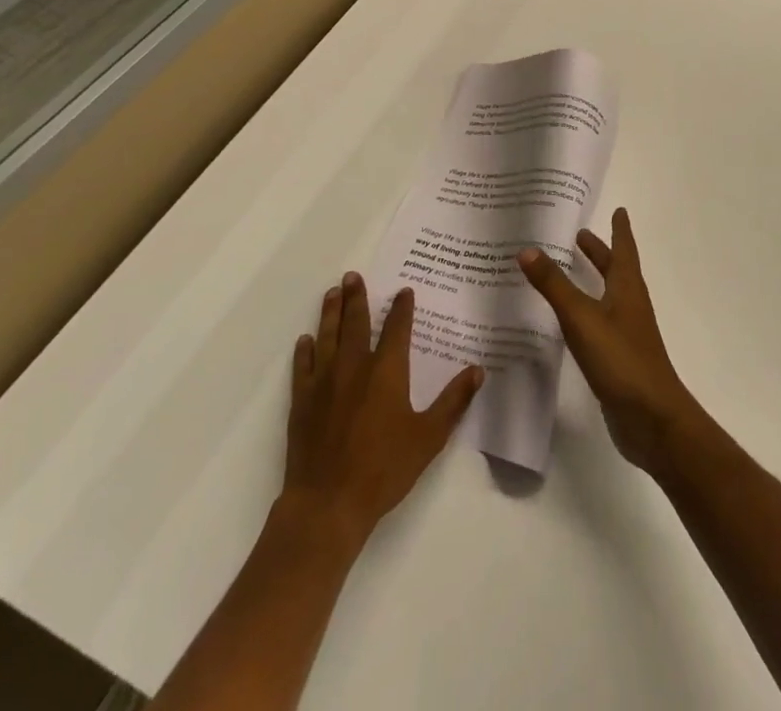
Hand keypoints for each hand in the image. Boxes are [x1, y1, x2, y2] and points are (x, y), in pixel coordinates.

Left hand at [277, 272, 483, 546]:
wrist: (327, 504)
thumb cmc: (383, 469)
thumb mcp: (429, 437)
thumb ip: (454, 401)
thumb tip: (477, 370)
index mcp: (387, 371)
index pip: (397, 328)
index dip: (402, 308)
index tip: (403, 291)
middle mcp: (354, 367)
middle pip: (356, 323)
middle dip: (357, 297)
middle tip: (352, 275)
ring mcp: (324, 383)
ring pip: (328, 337)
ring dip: (330, 313)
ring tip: (332, 293)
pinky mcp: (302, 402)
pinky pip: (303, 367)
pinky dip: (305, 351)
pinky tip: (306, 341)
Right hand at [518, 208, 701, 477]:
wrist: (652, 419)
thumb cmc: (621, 359)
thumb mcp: (582, 318)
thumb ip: (554, 285)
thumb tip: (527, 249)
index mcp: (627, 288)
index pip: (624, 250)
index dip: (620, 230)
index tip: (619, 210)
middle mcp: (629, 305)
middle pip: (616, 271)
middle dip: (600, 253)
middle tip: (581, 236)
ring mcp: (626, 333)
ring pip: (608, 296)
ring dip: (594, 280)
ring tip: (570, 271)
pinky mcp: (619, 358)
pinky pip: (600, 323)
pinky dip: (586, 311)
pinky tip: (570, 321)